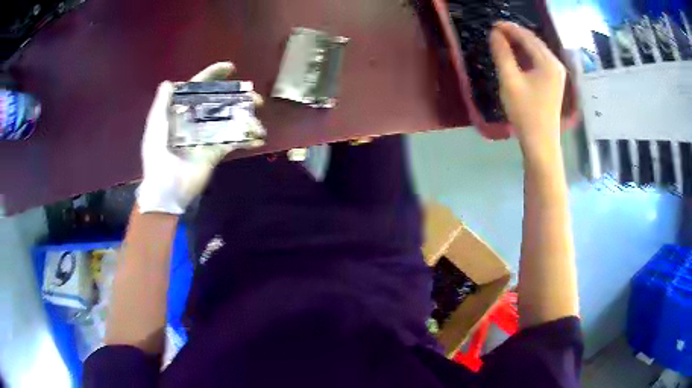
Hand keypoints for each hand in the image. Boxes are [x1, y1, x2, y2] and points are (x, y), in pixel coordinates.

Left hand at [137, 62, 264, 213]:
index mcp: (180, 113)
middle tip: (253, 95)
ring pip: (229, 119)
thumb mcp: (155, 127)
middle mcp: (195, 121)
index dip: (212, 76)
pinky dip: (247, 139)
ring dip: (246, 115)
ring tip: (258, 113)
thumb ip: (161, 105)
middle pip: (218, 101)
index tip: (231, 68)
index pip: (198, 89)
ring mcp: (207, 136)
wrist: (166, 190)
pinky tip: (258, 137)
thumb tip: (170, 82)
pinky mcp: (216, 152)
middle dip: (236, 96)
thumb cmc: (158, 156)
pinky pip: (234, 142)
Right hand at [490, 22, 565, 163]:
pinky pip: (539, 61)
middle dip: (515, 34)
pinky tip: (516, 56)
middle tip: (495, 32)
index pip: (527, 37)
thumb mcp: (510, 80)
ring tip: (502, 41)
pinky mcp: (554, 83)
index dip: (509, 28)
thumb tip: (495, 34)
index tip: (492, 25)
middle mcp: (556, 65)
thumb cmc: (525, 113)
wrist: (541, 143)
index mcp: (548, 62)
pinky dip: (526, 55)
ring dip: (520, 44)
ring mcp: (557, 74)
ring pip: (537, 51)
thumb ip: (502, 54)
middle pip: (534, 42)